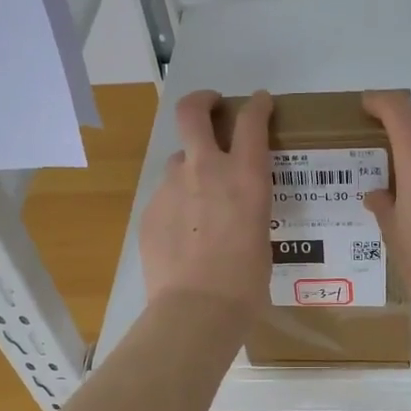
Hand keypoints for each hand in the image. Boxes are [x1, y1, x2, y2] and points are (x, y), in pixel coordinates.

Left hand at [139, 89, 272, 315]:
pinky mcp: (150, 209)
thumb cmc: (245, 281)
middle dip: (202, 101)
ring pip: (178, 160)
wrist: (196, 309)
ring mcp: (171, 187)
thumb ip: (247, 206)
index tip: (259, 102)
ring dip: (190, 169)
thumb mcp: (261, 233)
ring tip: (198, 201)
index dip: (257, 105)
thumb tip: (234, 205)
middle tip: (210, 107)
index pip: (252, 120)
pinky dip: (177, 204)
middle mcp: (205, 169)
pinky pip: (166, 196)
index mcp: (245, 176)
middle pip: (192, 112)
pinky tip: (183, 235)